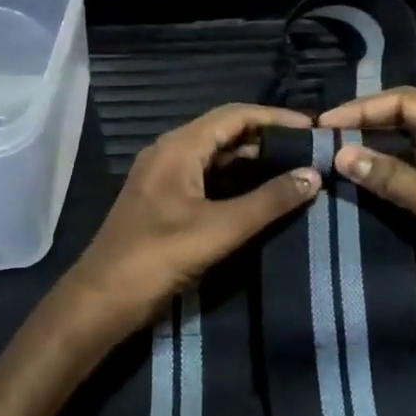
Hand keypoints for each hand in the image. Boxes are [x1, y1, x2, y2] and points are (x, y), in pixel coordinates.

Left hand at [63, 104, 319, 339]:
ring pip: (217, 156)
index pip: (235, 115)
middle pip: (226, 131)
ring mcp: (165, 177)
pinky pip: (207, 178)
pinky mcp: (165, 201)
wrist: (102, 300)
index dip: (276, 117)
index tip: (313, 128)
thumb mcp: (219, 229)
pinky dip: (236, 181)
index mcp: (178, 147)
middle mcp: (170, 153)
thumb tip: (314, 175)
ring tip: (295, 171)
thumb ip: (268, 201)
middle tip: (309, 151)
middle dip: (268, 138)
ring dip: (253, 160)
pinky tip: (262, 196)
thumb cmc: (157, 258)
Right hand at [318, 88, 415, 302]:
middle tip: (321, 140)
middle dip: (364, 126)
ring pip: (406, 146)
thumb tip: (341, 155)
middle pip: (404, 118)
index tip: (323, 124)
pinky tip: (360, 184)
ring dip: (373, 151)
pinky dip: (387, 175)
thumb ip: (394, 179)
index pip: (405, 101)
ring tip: (332, 160)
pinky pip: (412, 172)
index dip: (362, 109)